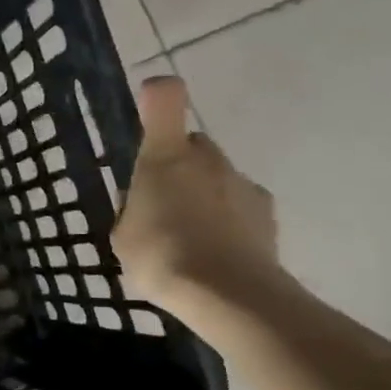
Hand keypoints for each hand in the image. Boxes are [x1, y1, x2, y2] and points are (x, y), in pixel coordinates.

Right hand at [110, 78, 284, 320]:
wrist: (227, 295)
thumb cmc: (161, 256)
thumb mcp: (123, 235)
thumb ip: (133, 209)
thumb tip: (143, 201)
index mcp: (165, 156)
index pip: (165, 98)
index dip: (156, 94)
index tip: (148, 105)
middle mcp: (208, 159)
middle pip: (194, 145)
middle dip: (180, 164)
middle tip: (162, 202)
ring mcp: (242, 183)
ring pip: (218, 177)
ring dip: (205, 195)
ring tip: (189, 238)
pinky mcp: (267, 214)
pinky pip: (240, 206)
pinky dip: (229, 220)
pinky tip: (216, 253)